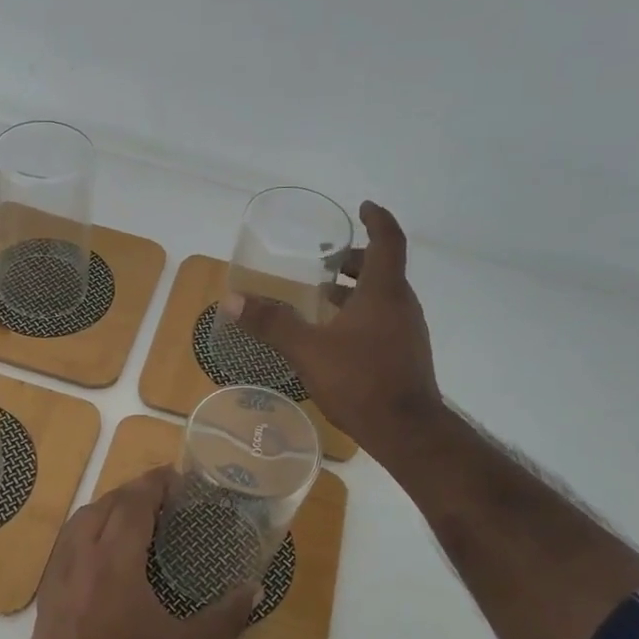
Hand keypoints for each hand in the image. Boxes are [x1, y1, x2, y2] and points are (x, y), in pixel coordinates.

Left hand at [20, 467, 254, 638]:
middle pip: (104, 505)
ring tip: (132, 516)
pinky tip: (101, 553)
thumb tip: (254, 588)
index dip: (155, 483)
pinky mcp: (45, 598)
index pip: (134, 503)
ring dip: (105, 509)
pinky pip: (64, 547)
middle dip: (132, 492)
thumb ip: (225, 617)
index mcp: (115, 562)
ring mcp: (57, 578)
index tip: (176, 476)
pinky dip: (85, 533)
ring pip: (78, 523)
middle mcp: (81, 558)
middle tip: (161, 496)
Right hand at [222, 201, 440, 466]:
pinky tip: (336, 336)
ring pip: (383, 297)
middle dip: (356, 260)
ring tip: (323, 297)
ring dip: (356, 290)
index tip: (363, 207)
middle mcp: (402, 305)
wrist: (407, 431)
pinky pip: (384, 320)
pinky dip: (361, 315)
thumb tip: (231, 300)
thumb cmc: (360, 381)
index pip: (387, 241)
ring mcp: (407, 332)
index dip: (376, 220)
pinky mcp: (405, 355)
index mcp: (384, 292)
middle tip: (327, 260)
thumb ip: (271, 323)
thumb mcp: (308, 350)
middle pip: (384, 269)